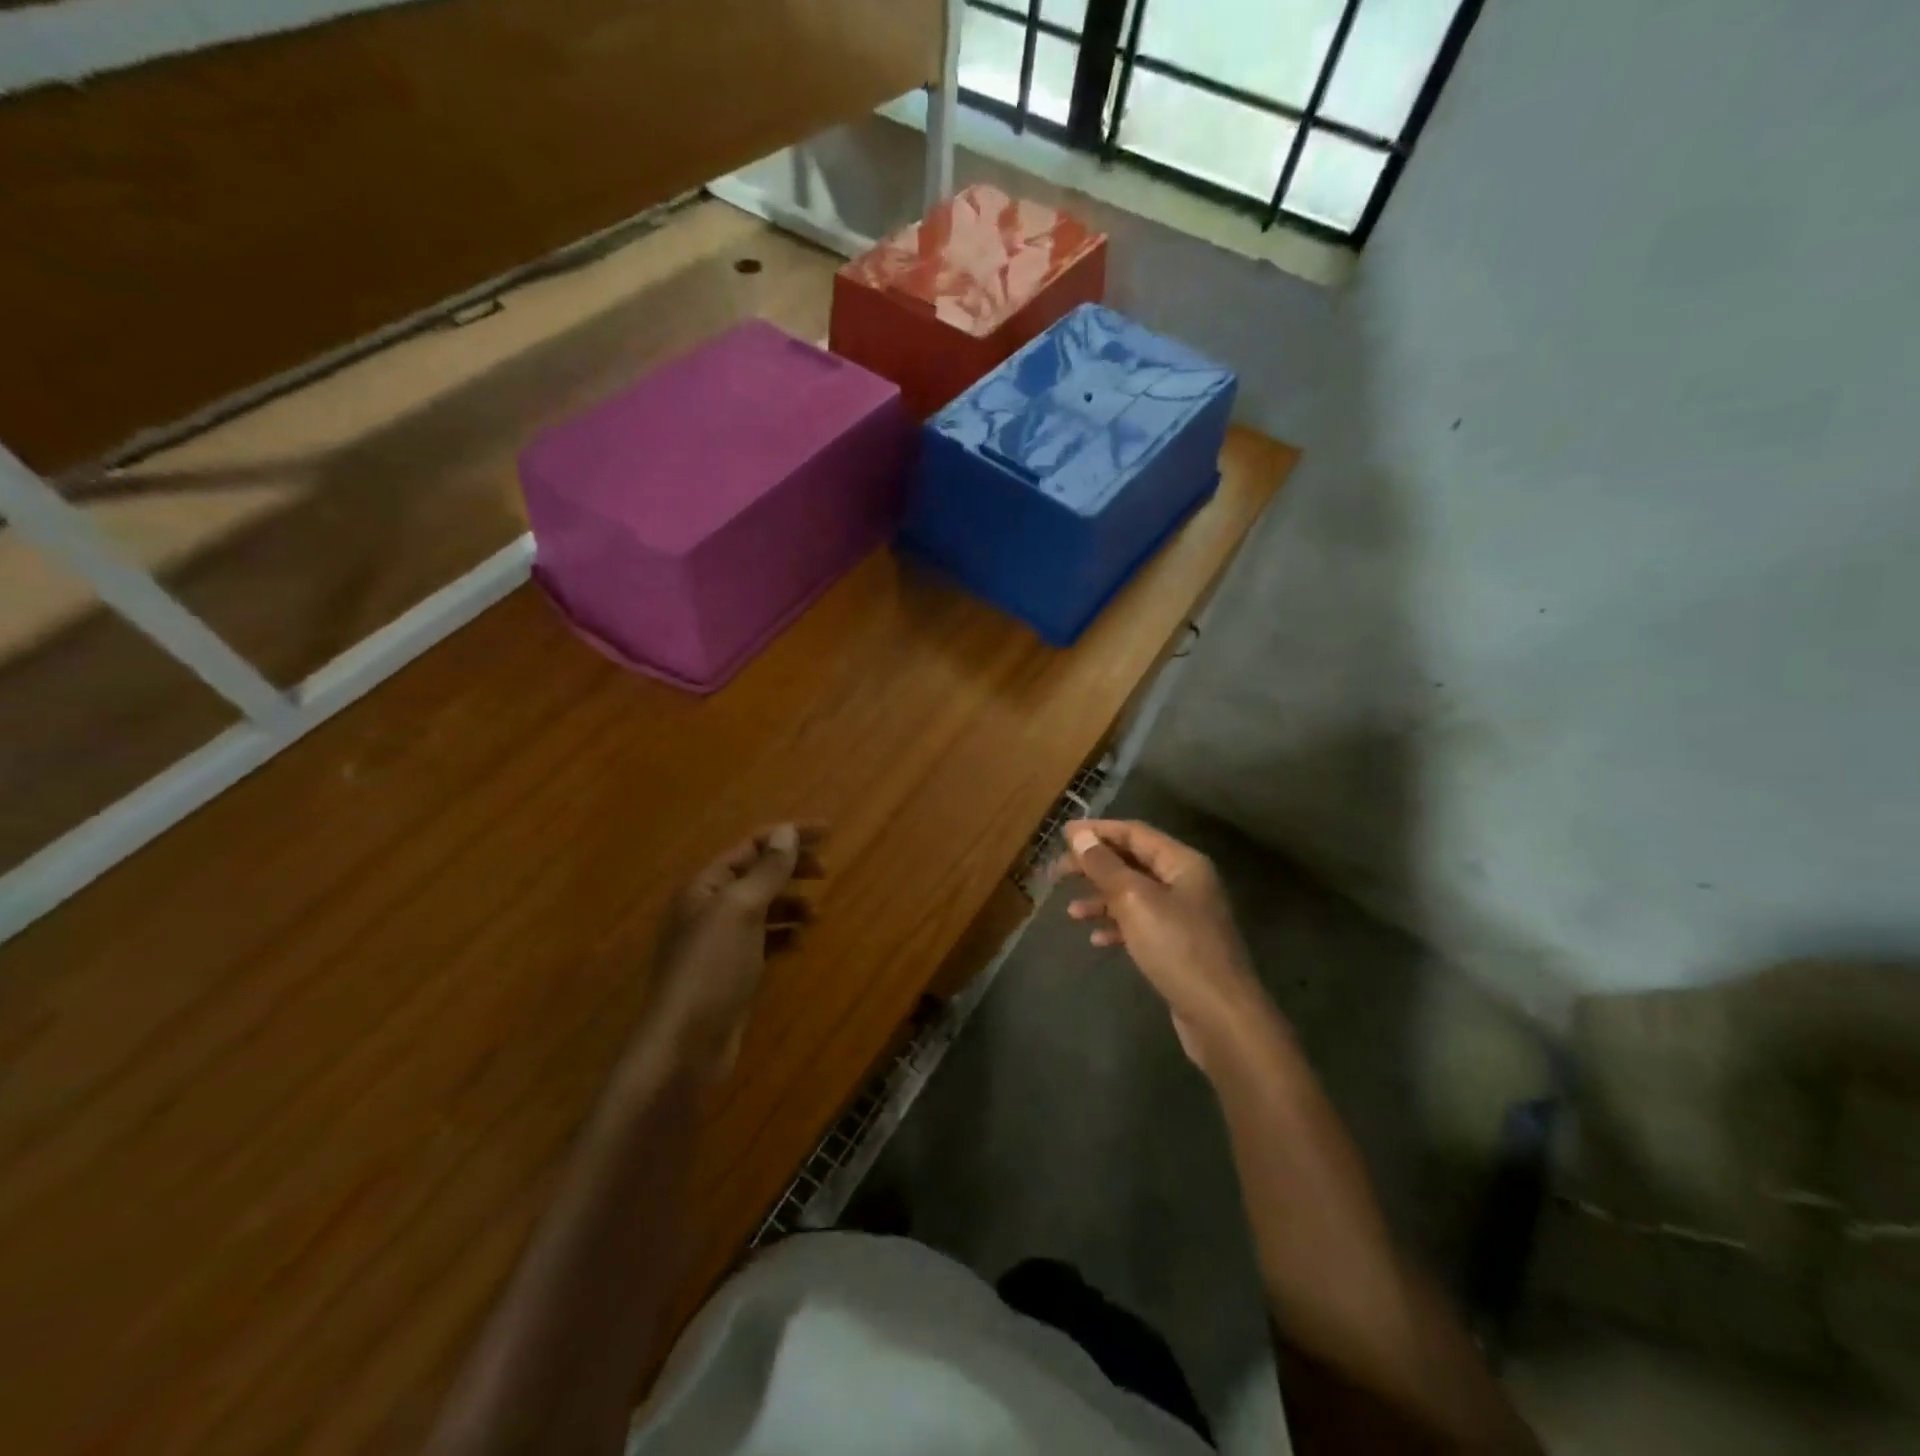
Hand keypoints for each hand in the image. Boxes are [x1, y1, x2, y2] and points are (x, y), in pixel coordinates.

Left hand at [640, 822, 825, 1083]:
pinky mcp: (731, 971)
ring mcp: (719, 941)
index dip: (789, 835)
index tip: (829, 832)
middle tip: (825, 871)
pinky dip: (783, 934)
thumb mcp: (742, 910)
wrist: (686, 1045)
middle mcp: (710, 907)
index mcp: (706, 885)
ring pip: (762, 907)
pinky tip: (799, 942)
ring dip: (790, 902)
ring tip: (816, 912)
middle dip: (791, 867)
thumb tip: (785, 831)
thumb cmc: (712, 968)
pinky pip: (763, 939)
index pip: (751, 846)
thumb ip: (766, 871)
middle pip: (757, 873)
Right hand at [1056, 819, 1266, 1070]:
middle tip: (1058, 872)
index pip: (1135, 833)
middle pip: (1132, 862)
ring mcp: (1184, 916)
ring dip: (1101, 899)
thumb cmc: (1177, 947)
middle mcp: (1186, 883)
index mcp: (1183, 863)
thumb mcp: (1135, 900)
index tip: (1063, 834)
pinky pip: (1141, 924)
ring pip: (1134, 895)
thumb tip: (1080, 836)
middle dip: (1094, 865)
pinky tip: (1097, 939)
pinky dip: (1117, 926)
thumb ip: (1105, 866)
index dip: (1098, 831)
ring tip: (1071, 912)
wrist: (1220, 1015)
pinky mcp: (1179, 946)